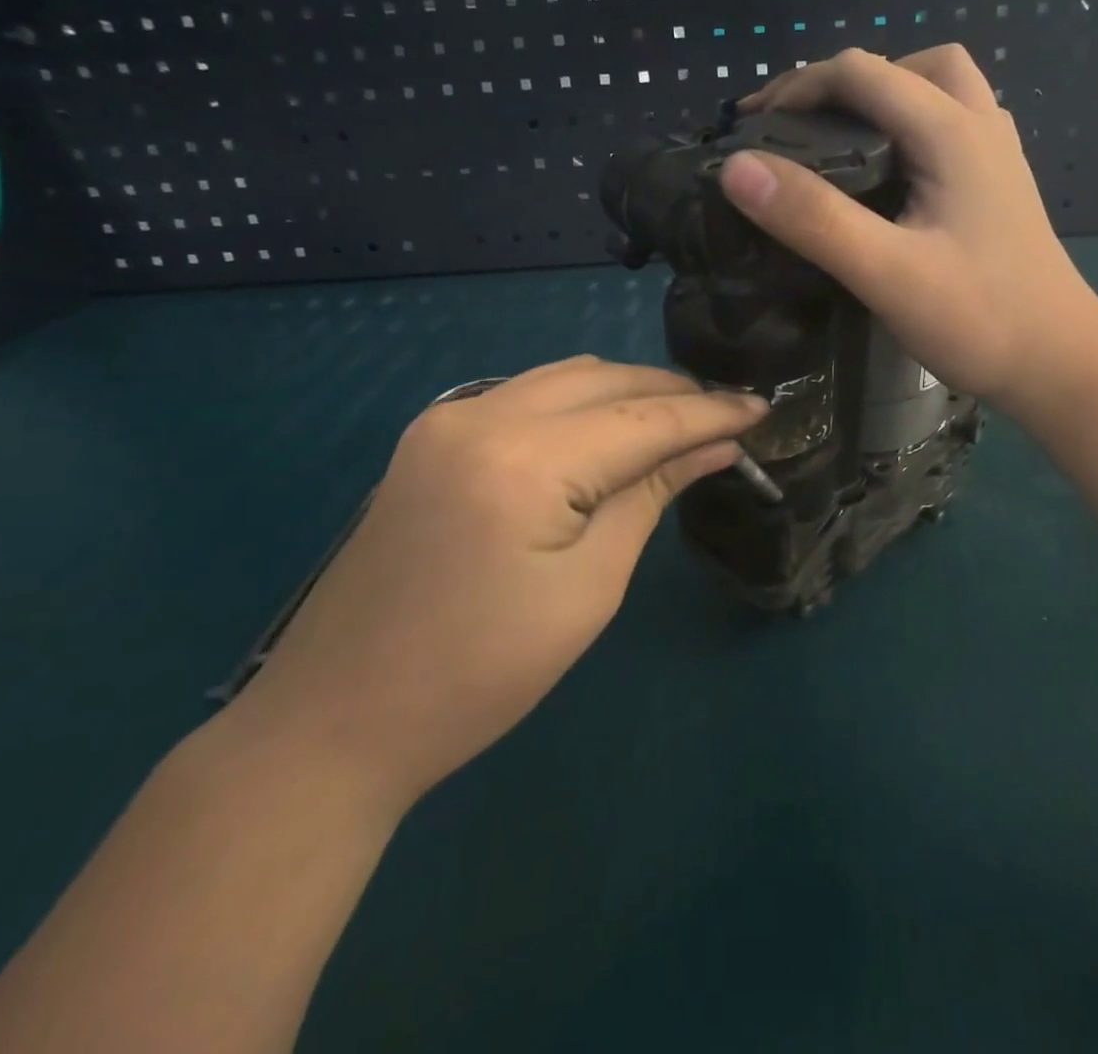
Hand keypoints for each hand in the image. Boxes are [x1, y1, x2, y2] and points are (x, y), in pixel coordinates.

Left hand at [232, 358, 766, 812]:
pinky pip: (526, 394)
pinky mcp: (431, 435)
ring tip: (678, 422)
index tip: (762, 409)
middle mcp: (481, 413)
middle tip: (727, 418)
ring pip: (564, 377)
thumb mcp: (587, 589)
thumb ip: (649, 497)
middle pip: (603, 379)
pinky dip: (579, 403)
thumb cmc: (478, 675)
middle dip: (672, 393)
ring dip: (626, 392)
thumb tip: (713, 448)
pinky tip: (607, 430)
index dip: (709, 413)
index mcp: (523, 459)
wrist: (335, 719)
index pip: (642, 417)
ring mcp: (447, 417)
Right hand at [717, 45, 1097, 413]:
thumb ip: (814, 218)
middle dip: (844, 82)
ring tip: (840, 140)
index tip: (752, 125)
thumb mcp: (886, 272)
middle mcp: (980, 126)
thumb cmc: (979, 320)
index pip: (863, 72)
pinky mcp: (998, 186)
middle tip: (799, 125)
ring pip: (938, 89)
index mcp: (953, 132)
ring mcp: (996, 156)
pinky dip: (909, 125)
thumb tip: (737, 166)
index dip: (799, 86)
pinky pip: (949, 125)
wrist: (1063, 366)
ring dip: (884, 97)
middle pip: (908, 65)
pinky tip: (886, 174)